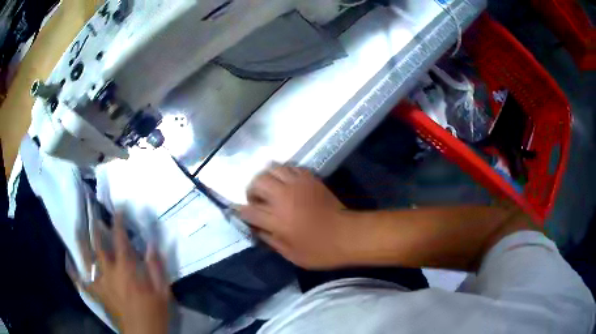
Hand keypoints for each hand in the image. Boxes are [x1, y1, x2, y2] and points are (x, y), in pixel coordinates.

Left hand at [68, 215, 169, 333]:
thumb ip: (156, 267)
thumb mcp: (163, 291)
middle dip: (96, 228)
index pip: (121, 240)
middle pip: (99, 246)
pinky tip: (68, 263)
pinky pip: (82, 283)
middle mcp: (110, 273)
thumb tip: (151, 244)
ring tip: (76, 228)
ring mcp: (100, 284)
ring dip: (81, 243)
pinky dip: (73, 272)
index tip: (117, 208)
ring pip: (86, 260)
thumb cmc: (154, 312)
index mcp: (127, 270)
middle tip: (92, 213)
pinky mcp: (97, 295)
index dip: (118, 222)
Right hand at [237, 165, 357, 269]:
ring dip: (267, 177)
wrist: (347, 235)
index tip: (239, 212)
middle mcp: (283, 197)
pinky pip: (291, 167)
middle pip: (257, 182)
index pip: (248, 210)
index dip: (240, 211)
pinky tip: (287, 183)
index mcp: (276, 220)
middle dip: (252, 190)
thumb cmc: (319, 250)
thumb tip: (256, 228)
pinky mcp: (310, 179)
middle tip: (257, 200)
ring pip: (273, 168)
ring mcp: (297, 185)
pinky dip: (284, 173)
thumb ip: (270, 239)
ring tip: (270, 188)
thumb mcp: (290, 254)